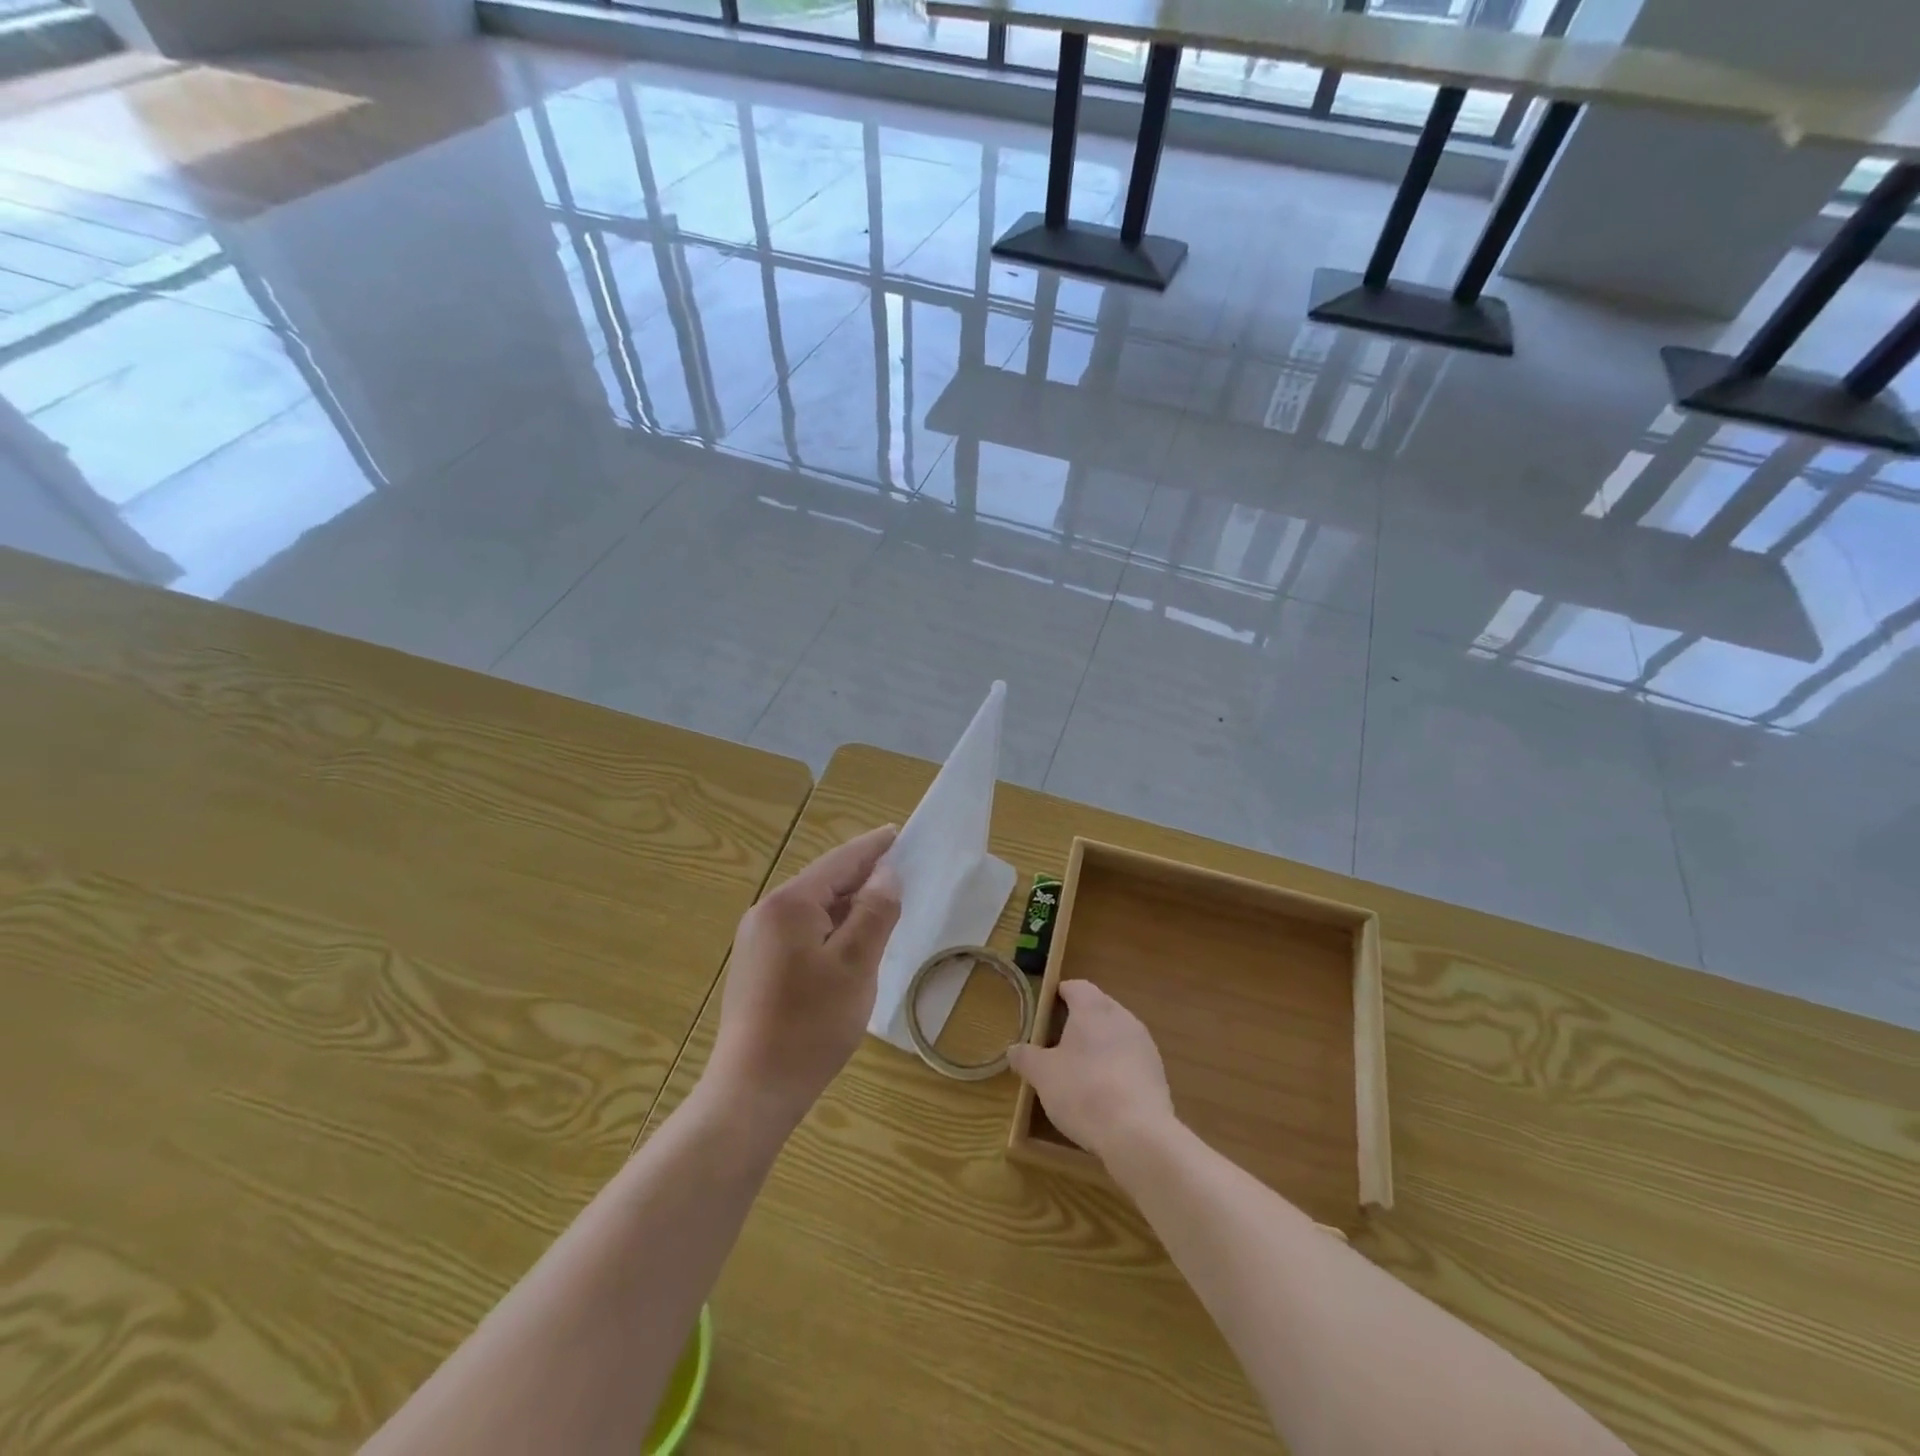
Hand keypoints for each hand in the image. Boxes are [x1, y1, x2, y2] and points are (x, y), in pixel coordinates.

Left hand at [708, 826, 902, 1130]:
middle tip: (899, 872)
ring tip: (882, 906)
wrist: (754, 1089)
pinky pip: (801, 932)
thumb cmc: (812, 1023)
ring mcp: (756, 940)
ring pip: (813, 909)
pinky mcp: (756, 966)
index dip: (873, 848)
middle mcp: (766, 912)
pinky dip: (830, 929)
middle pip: (824, 883)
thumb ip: (874, 912)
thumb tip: (886, 874)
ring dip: (847, 905)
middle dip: (862, 876)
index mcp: (789, 904)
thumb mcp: (856, 964)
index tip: (899, 833)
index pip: (840, 862)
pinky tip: (850, 943)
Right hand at [1007, 981, 1174, 1160]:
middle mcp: (1122, 1016)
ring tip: (1081, 1068)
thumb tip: (1013, 1050)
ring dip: (1099, 1043)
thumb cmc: (1083, 1091)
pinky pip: (1130, 1058)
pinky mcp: (1157, 1071)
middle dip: (1079, 1020)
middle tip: (1058, 1041)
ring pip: (1116, 1032)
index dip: (1060, 994)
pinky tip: (1105, 1091)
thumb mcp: (1043, 1075)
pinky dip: (1116, 1066)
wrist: (1138, 1133)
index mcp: (1093, 1008)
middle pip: (1098, 1007)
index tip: (1046, 1010)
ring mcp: (1144, 1043)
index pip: (1076, 986)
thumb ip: (1026, 1058)